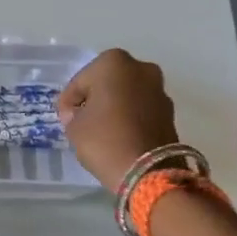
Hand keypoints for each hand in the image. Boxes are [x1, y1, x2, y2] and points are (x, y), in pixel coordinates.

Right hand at [57, 48, 178, 192]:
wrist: (149, 173)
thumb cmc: (104, 139)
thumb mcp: (74, 126)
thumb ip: (73, 113)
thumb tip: (79, 114)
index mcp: (112, 62)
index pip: (80, 81)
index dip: (69, 101)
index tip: (65, 119)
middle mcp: (140, 68)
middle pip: (107, 83)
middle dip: (96, 99)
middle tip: (84, 120)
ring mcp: (159, 90)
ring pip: (127, 95)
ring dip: (115, 108)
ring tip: (103, 131)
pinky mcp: (171, 113)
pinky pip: (142, 110)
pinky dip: (131, 119)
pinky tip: (121, 136)